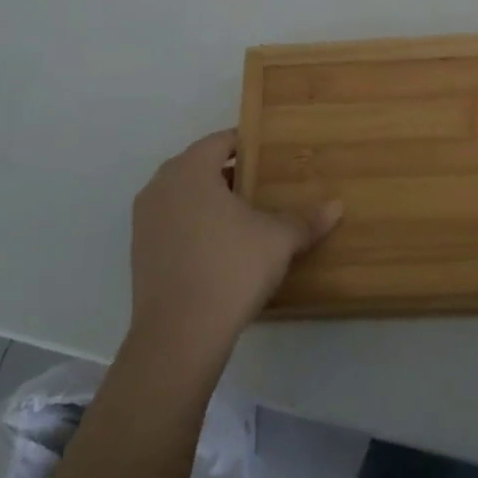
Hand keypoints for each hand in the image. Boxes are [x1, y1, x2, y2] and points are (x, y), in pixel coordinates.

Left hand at [129, 129, 341, 356]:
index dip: (247, 144)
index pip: (220, 141)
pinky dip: (194, 224)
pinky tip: (221, 246)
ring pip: (183, 195)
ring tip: (244, 215)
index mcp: (191, 170)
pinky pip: (172, 222)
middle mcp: (161, 186)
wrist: (179, 336)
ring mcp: (144, 221)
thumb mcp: (279, 240)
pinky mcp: (139, 252)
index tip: (271, 154)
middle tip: (263, 183)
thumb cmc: (231, 268)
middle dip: (229, 172)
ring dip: (210, 199)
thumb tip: (337, 207)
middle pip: (199, 166)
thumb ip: (306, 220)